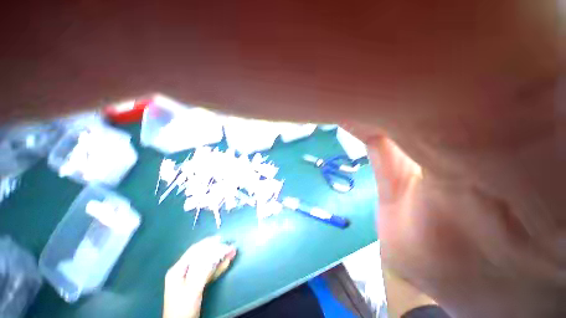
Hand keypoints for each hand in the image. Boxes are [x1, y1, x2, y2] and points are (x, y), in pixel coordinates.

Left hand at [163, 236, 236, 317]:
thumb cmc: (183, 308)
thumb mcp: (192, 288)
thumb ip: (203, 271)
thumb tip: (215, 255)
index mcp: (178, 270)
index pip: (194, 251)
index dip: (207, 243)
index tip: (220, 239)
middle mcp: (184, 271)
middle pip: (202, 256)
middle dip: (216, 250)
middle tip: (229, 246)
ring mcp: (191, 278)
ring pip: (207, 264)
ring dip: (219, 258)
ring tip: (232, 251)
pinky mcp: (197, 285)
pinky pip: (209, 272)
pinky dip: (218, 267)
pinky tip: (227, 262)